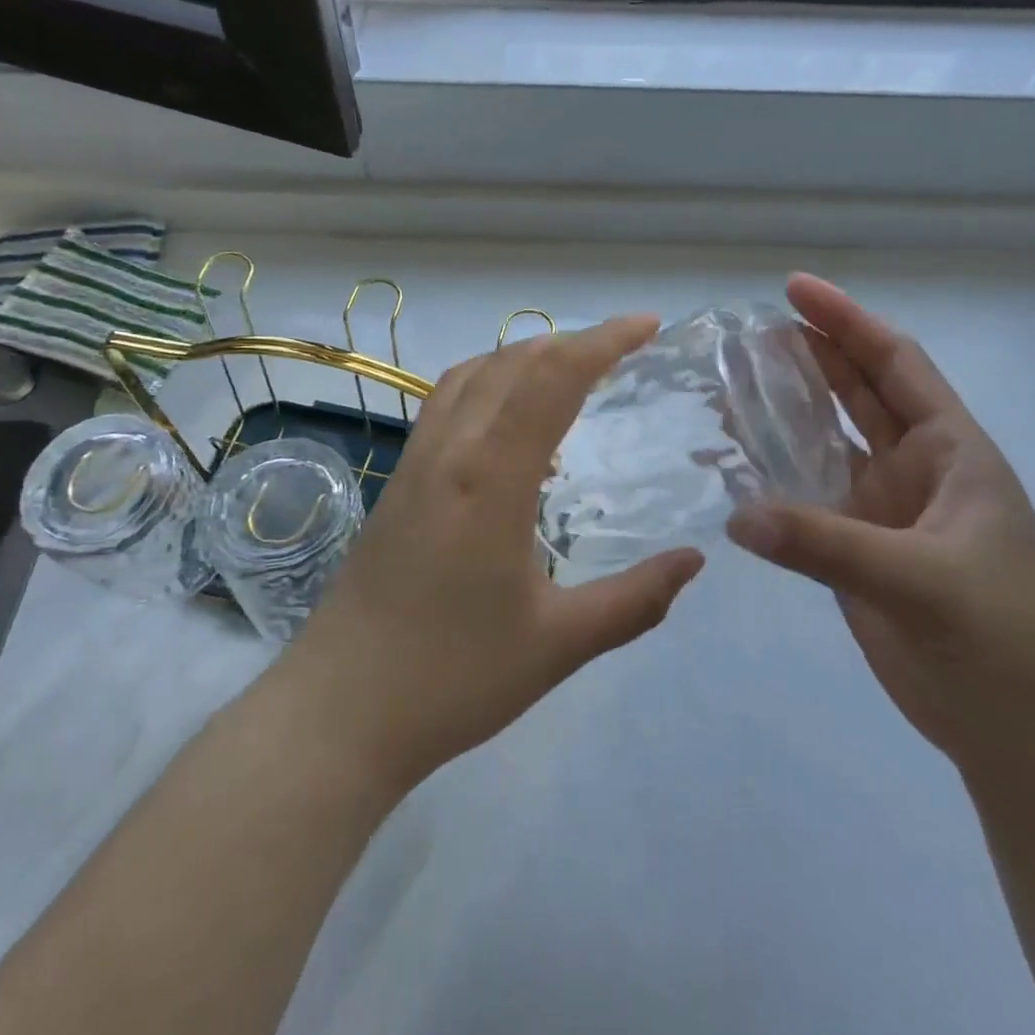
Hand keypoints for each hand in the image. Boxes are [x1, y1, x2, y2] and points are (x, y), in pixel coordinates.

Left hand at [281, 316, 704, 791]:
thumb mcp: (559, 644)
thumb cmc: (453, 677)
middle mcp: (450, 451)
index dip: (604, 341)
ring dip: (524, 356)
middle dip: (572, 340)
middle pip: (512, 361)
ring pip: (472, 374)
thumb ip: (635, 599)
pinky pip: (447, 403)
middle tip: (623, 347)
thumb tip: (694, 559)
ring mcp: (416, 462)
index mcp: (492, 476)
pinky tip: (511, 426)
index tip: (649, 325)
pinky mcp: (398, 482)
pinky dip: (489, 384)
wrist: (341, 709)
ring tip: (570, 370)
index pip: (553, 378)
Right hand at [727, 275, 1034, 794]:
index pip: (895, 364)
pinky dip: (770, 477)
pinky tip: (732, 465)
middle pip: (855, 392)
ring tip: (727, 385)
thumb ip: (827, 545)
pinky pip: (804, 498)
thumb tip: (738, 514)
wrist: (1031, 741)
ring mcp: (882, 511)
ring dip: (784, 412)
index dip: (848, 322)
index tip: (794, 289)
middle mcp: (915, 470)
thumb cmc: (1006, 644)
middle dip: (808, 355)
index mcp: (952, 453)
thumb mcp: (924, 582)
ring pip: (825, 442)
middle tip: (745, 332)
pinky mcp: (856, 551)